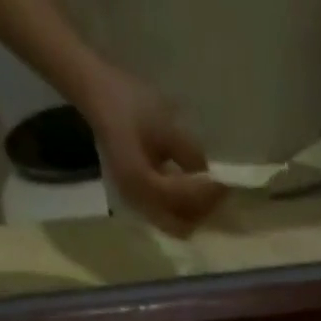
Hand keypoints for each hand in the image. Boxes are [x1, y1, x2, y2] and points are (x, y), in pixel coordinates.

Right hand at [81, 69, 225, 235]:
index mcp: (141, 180)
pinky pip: (167, 218)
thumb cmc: (129, 103)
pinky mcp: (138, 201)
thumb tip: (209, 176)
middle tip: (218, 192)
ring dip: (195, 214)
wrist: (96, 95)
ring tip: (209, 193)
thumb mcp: (165, 123)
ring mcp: (136, 204)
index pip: (181, 198)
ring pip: (175, 226)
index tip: (224, 183)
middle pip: (181, 224)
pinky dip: (184, 211)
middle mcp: (138, 201)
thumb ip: (189, 154)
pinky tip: (193, 193)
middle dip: (203, 211)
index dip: (206, 193)